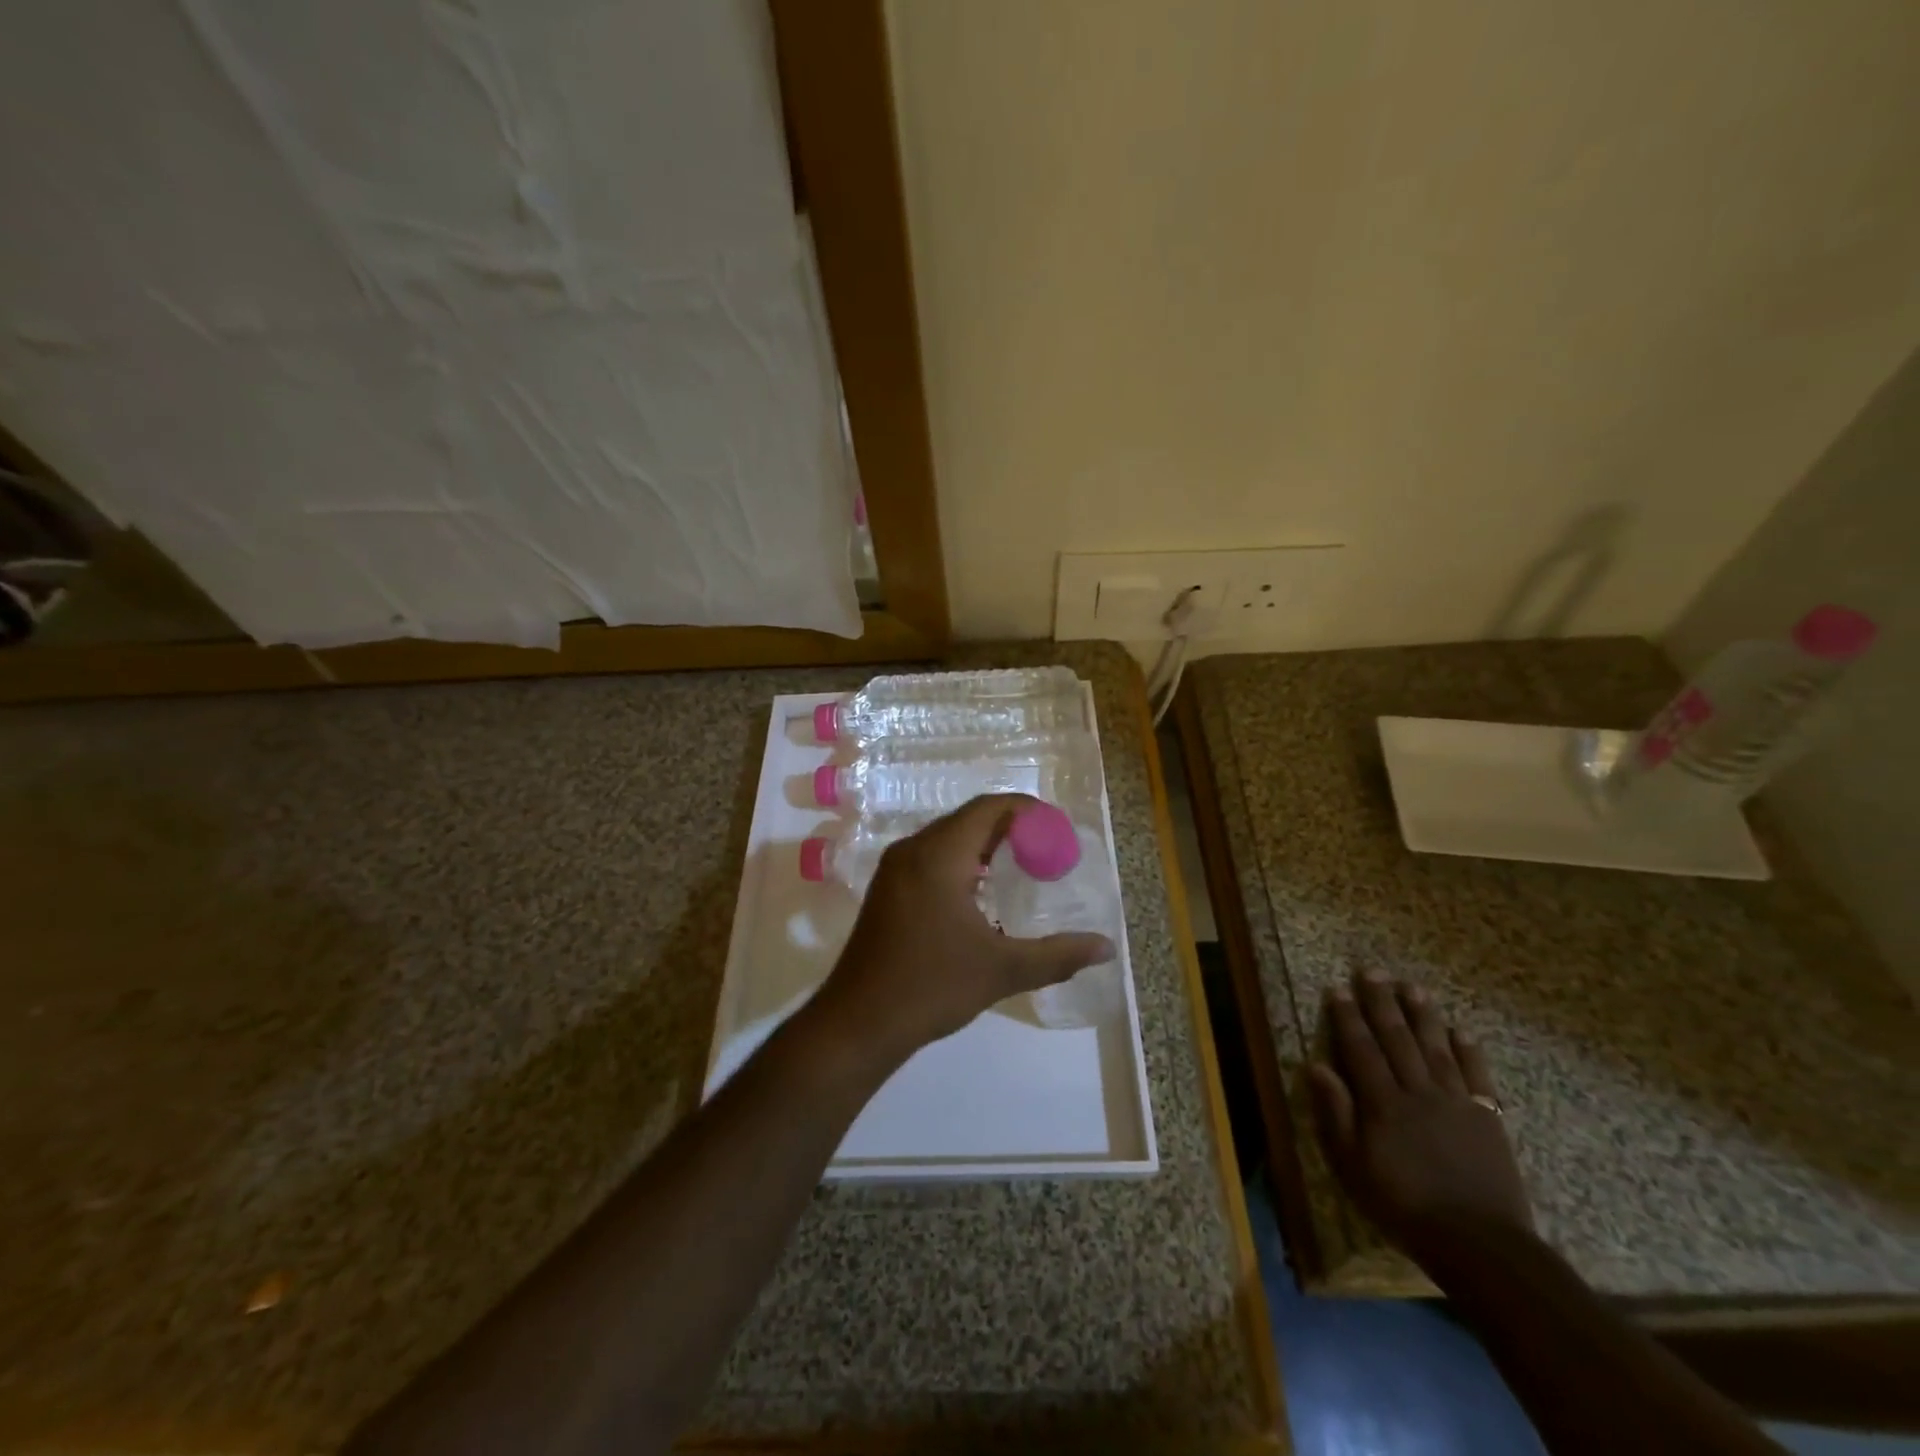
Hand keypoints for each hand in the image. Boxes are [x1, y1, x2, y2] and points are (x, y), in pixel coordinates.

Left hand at [811, 794, 1115, 1067]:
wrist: (858, 1022)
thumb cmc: (931, 986)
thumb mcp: (1002, 970)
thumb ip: (1057, 955)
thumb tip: (1106, 947)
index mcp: (939, 855)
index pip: (988, 809)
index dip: (1026, 810)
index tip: (1057, 828)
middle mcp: (913, 850)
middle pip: (968, 820)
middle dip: (1010, 828)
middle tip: (1047, 851)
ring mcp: (894, 869)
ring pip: (947, 839)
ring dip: (984, 845)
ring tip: (1022, 869)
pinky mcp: (887, 890)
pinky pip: (931, 858)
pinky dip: (962, 862)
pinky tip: (982, 894)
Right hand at [1308, 970, 1533, 1265]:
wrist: (1480, 1244)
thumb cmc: (1404, 1206)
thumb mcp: (1353, 1166)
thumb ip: (1335, 1114)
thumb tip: (1316, 1066)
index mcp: (1383, 1102)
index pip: (1360, 1048)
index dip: (1347, 1017)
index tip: (1338, 988)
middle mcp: (1418, 1091)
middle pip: (1397, 1038)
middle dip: (1382, 1002)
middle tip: (1373, 971)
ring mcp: (1456, 1102)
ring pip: (1436, 1048)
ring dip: (1423, 1016)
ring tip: (1412, 988)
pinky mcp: (1488, 1119)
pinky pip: (1477, 1076)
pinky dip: (1468, 1052)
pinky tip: (1461, 1033)